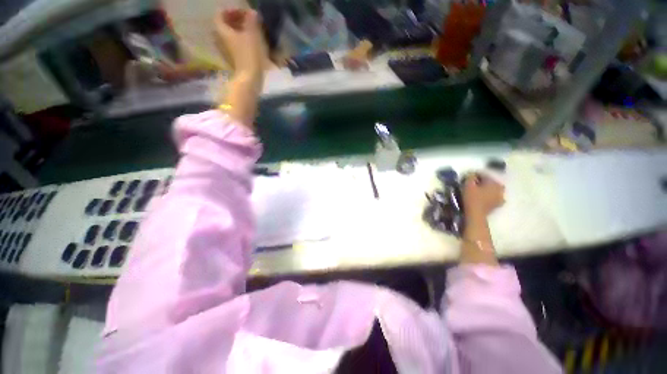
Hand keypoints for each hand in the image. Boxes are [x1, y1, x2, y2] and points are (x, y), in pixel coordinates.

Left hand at [215, 9, 266, 74]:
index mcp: (221, 31)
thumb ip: (251, 21)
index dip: (232, 11)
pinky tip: (250, 45)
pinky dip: (240, 43)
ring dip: (238, 33)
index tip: (245, 13)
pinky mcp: (232, 61)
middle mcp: (219, 40)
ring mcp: (225, 52)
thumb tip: (252, 12)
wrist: (250, 79)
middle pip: (224, 26)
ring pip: (229, 37)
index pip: (221, 14)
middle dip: (235, 21)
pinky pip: (233, 46)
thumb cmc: (250, 55)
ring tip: (251, 34)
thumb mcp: (252, 35)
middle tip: (248, 22)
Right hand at [463, 173, 504, 217]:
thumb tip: (471, 173)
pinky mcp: (498, 205)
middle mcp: (501, 188)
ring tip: (475, 191)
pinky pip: (492, 197)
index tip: (467, 177)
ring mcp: (501, 198)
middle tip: (471, 184)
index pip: (484, 175)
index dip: (474, 175)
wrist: (476, 214)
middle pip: (489, 182)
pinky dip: (486, 196)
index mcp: (495, 182)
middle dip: (481, 182)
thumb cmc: (472, 198)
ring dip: (484, 189)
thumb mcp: (468, 184)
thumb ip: (470, 176)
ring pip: (491, 190)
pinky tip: (479, 197)